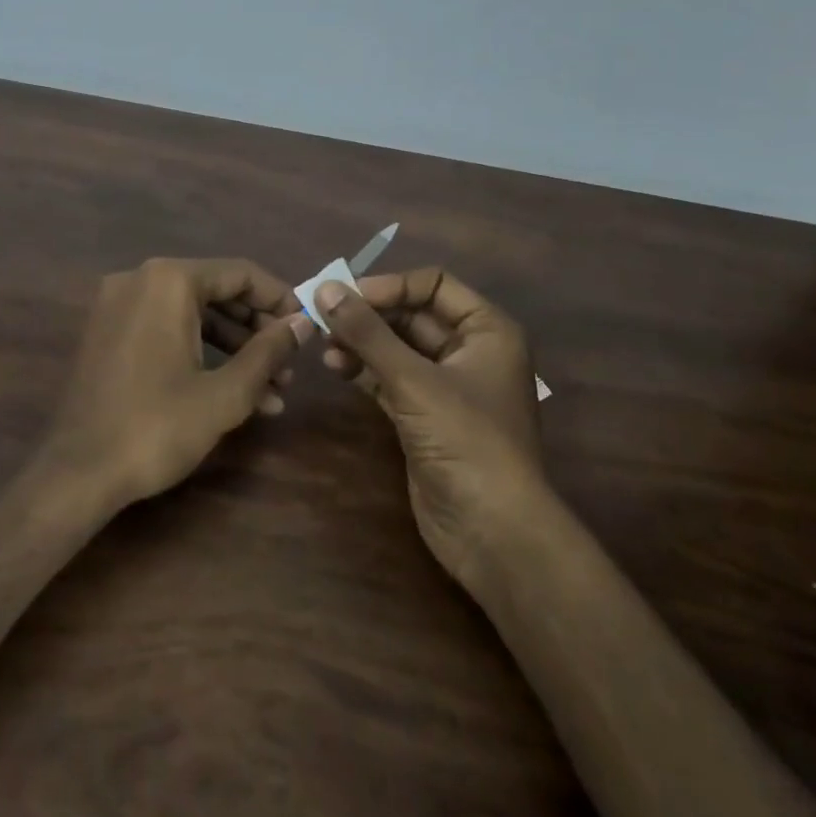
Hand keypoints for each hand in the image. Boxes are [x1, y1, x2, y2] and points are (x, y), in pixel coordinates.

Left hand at [49, 258, 313, 507]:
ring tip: (272, 392)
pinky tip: (232, 393)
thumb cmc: (156, 427)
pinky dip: (199, 353)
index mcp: (168, 281)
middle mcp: (139, 280)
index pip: (240, 273)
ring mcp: (118, 306)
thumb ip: (269, 351)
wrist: (77, 473)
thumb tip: (303, 324)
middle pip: (216, 292)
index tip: (307, 328)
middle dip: (258, 331)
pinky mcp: (107, 334)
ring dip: (234, 349)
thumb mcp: (225, 393)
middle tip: (290, 366)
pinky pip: (165, 330)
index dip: (280, 299)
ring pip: (192, 315)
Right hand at [316, 269, 544, 589]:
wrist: (492, 531)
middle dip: (369, 315)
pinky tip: (336, 367)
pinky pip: (391, 378)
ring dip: (362, 342)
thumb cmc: (466, 441)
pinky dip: (364, 370)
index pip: (434, 285)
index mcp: (487, 330)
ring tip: (324, 346)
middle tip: (323, 318)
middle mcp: (470, 351)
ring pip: (398, 348)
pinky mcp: (425, 416)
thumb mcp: (415, 381)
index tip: (346, 296)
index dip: (390, 285)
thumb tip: (325, 288)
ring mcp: (447, 386)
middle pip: (413, 315)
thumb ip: (368, 333)